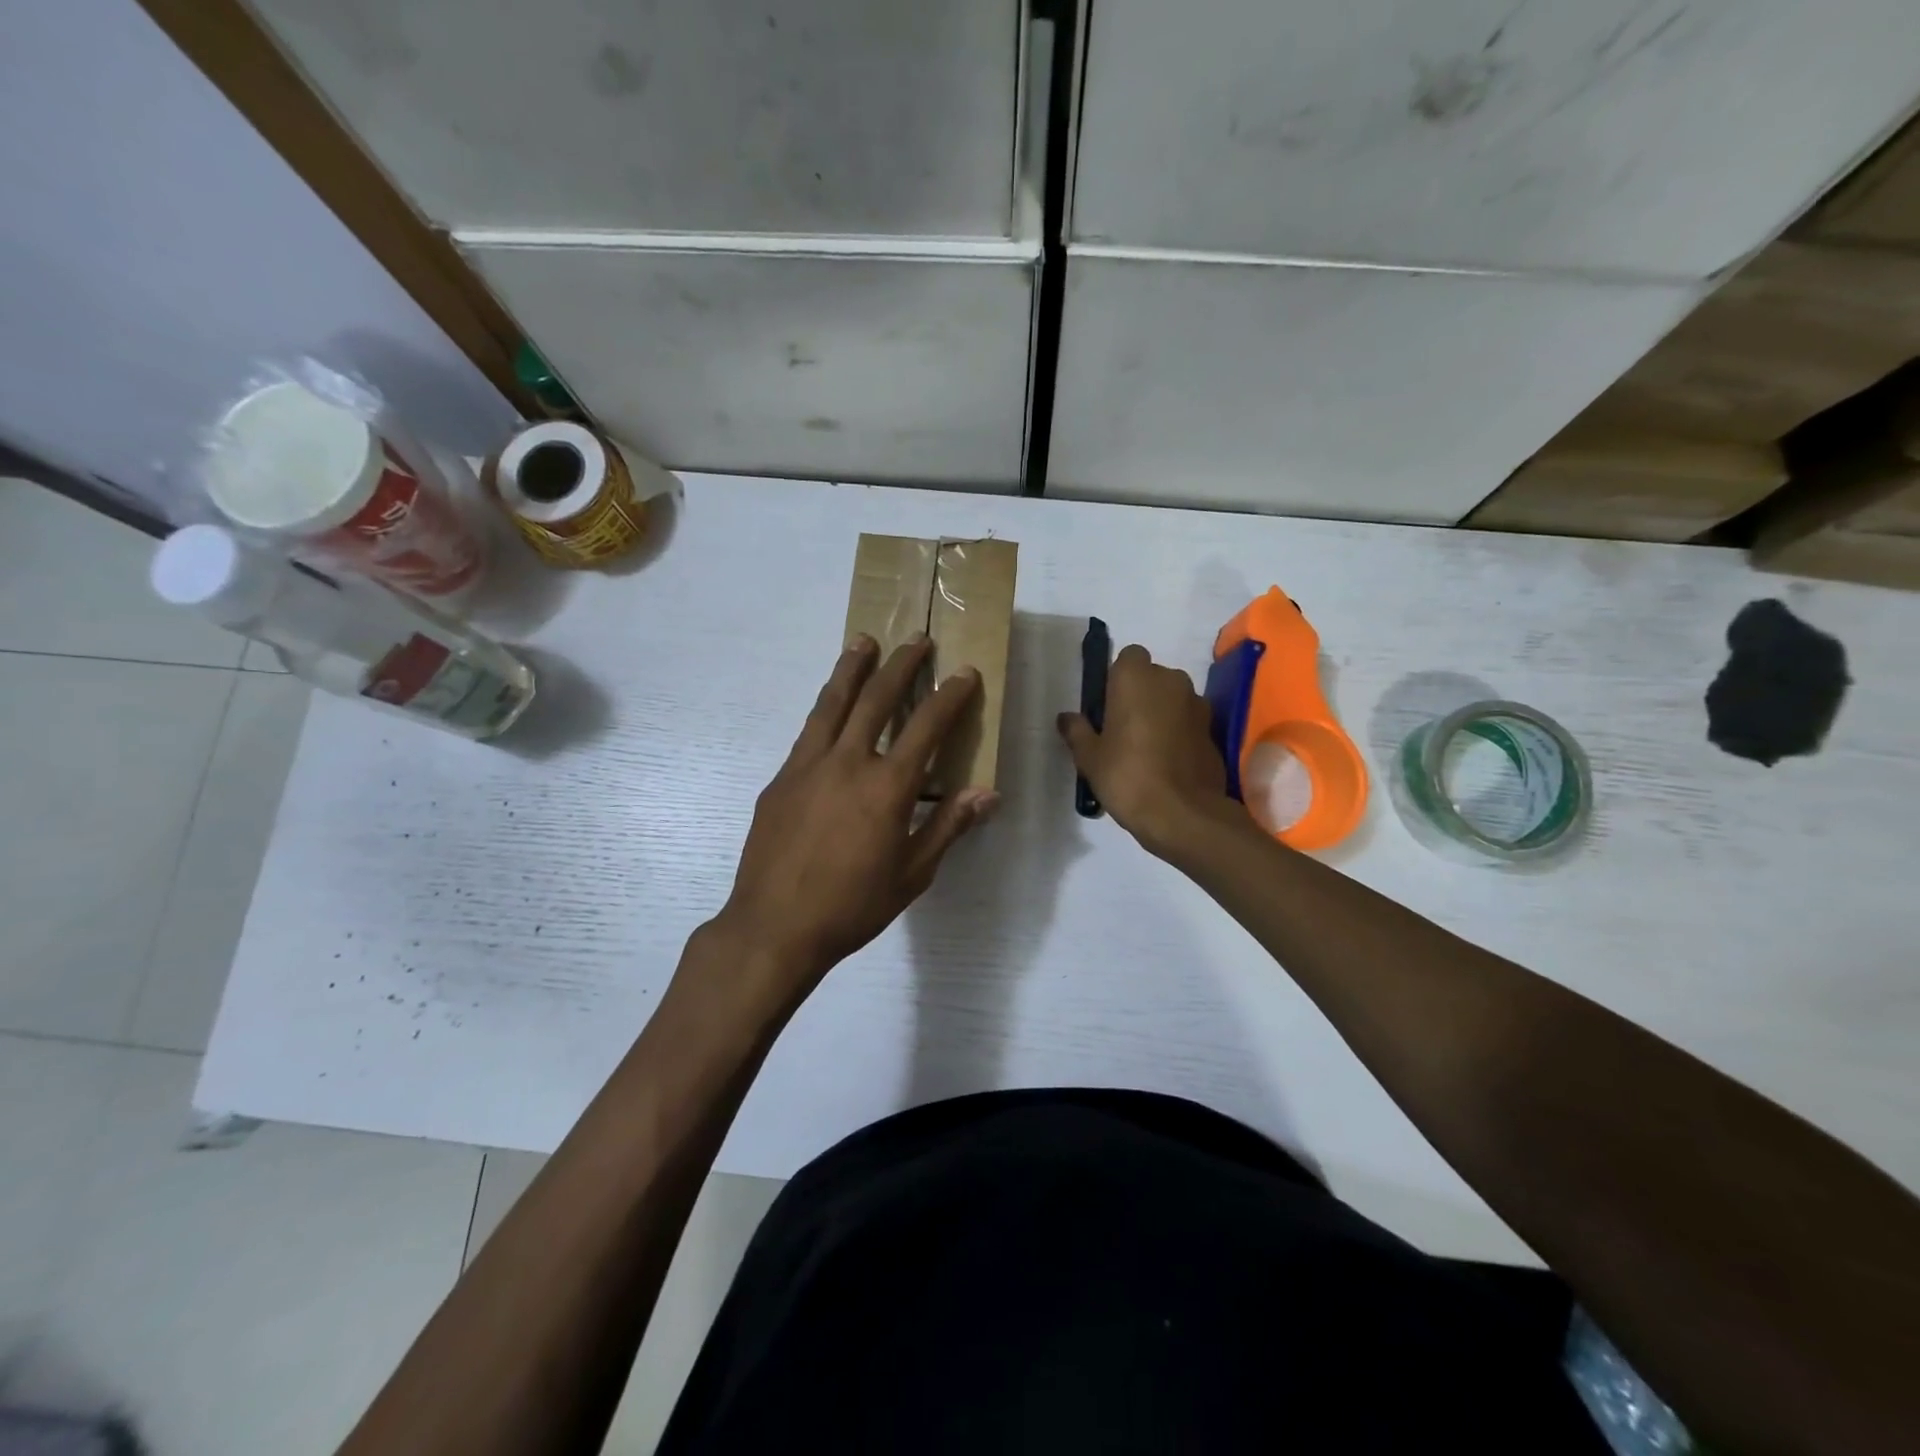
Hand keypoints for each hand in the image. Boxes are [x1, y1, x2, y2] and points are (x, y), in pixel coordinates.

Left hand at [711, 635, 998, 1006]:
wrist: (774, 927)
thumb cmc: (852, 906)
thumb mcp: (912, 874)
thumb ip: (948, 827)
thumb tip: (987, 793)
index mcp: (887, 787)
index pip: (927, 727)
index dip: (949, 696)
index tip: (964, 672)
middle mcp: (848, 762)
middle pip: (876, 699)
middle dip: (901, 665)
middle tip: (917, 639)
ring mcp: (808, 766)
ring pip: (832, 702)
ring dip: (852, 668)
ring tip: (863, 641)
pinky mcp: (781, 778)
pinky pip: (808, 731)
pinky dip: (825, 707)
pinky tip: (829, 705)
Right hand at [1057, 644, 1235, 855]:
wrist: (1182, 813)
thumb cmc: (1127, 775)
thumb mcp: (1089, 756)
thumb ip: (1077, 731)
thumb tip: (1066, 717)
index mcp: (1136, 677)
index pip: (1128, 657)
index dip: (1118, 678)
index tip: (1107, 706)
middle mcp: (1171, 680)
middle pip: (1152, 677)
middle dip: (1140, 695)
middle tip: (1121, 729)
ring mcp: (1198, 705)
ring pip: (1173, 699)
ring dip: (1161, 713)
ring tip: (1145, 749)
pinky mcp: (1213, 731)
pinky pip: (1189, 722)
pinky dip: (1179, 733)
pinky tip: (1166, 763)